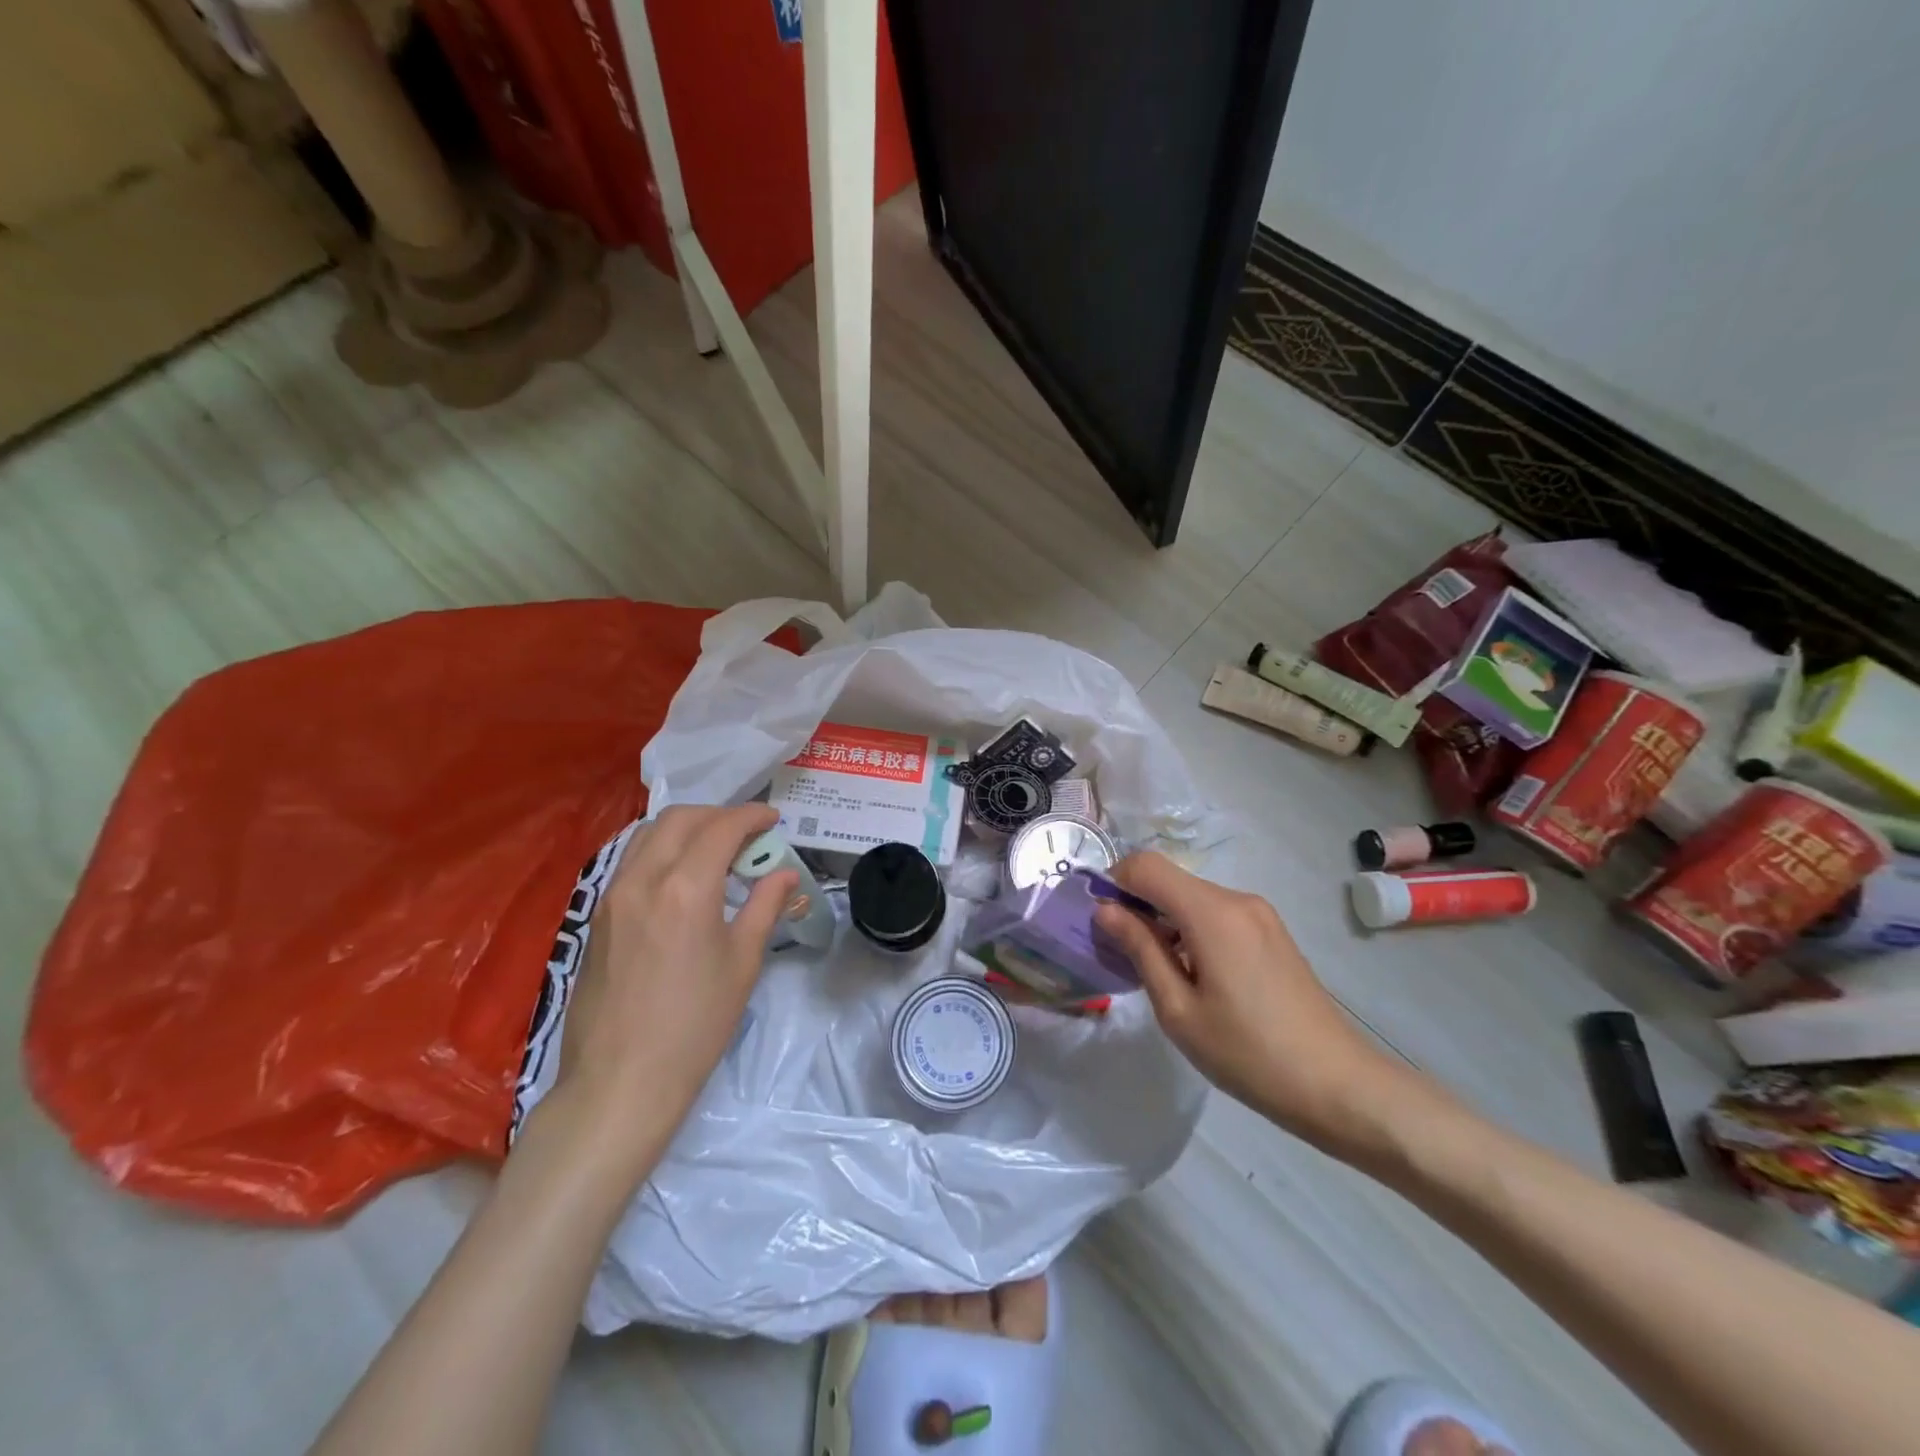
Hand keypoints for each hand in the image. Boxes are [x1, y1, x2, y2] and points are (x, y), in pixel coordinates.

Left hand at [554, 804, 797, 1149]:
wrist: (621, 1080)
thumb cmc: (696, 1025)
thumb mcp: (743, 962)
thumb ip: (765, 906)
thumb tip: (784, 873)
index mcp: (686, 888)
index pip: (721, 828)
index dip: (752, 817)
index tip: (773, 819)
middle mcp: (643, 879)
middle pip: (679, 819)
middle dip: (718, 814)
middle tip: (747, 833)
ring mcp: (612, 896)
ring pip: (647, 833)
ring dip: (685, 828)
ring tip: (713, 849)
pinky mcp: (597, 916)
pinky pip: (630, 860)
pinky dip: (660, 849)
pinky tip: (680, 877)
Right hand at [1095, 852, 1404, 1154]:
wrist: (1339, 1086)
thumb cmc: (1249, 1054)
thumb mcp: (1178, 1010)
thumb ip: (1140, 950)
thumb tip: (1105, 910)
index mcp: (1212, 913)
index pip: (1146, 865)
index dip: (1114, 882)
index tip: (1101, 922)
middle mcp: (1237, 899)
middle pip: (1170, 878)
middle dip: (1137, 904)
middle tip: (1122, 954)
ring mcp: (1259, 914)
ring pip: (1192, 896)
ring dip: (1164, 919)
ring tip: (1158, 972)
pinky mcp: (1271, 932)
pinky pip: (1216, 913)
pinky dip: (1190, 928)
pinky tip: (1194, 975)